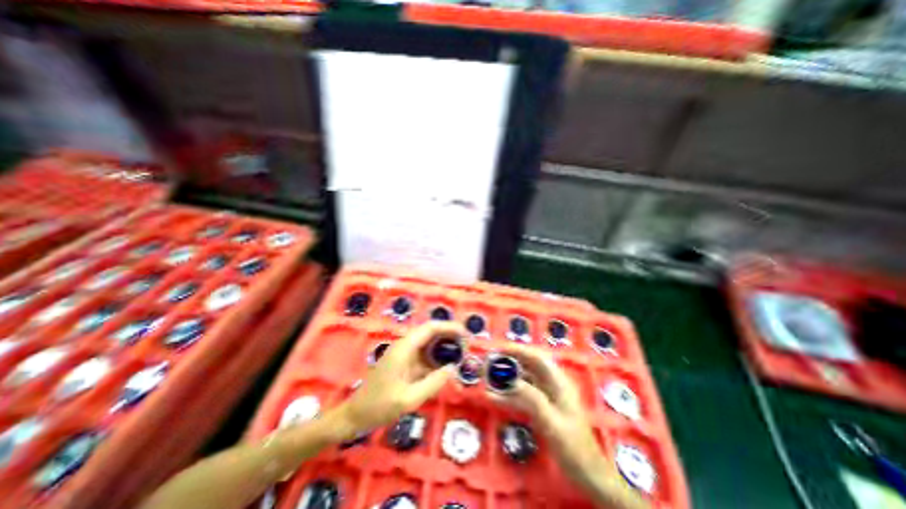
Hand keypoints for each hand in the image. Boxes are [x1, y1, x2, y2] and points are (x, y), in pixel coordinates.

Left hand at [338, 322, 466, 436]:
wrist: (354, 415)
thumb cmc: (378, 407)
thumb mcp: (408, 399)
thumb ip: (432, 383)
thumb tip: (453, 368)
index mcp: (404, 348)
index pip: (430, 328)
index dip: (449, 327)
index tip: (465, 334)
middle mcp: (405, 346)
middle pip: (430, 332)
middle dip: (449, 335)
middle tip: (467, 344)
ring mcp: (404, 354)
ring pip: (428, 343)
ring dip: (444, 346)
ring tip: (461, 353)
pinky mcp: (404, 363)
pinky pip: (423, 355)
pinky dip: (436, 358)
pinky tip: (446, 366)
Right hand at [489, 342, 599, 476]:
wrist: (588, 475)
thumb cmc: (573, 447)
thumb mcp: (552, 422)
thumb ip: (532, 399)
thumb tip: (510, 380)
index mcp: (558, 382)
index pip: (536, 358)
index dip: (518, 351)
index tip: (499, 350)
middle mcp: (552, 385)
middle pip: (528, 366)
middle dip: (509, 362)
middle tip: (489, 363)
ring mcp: (547, 397)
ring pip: (523, 380)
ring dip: (506, 378)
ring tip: (488, 377)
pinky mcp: (542, 408)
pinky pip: (522, 395)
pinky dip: (508, 394)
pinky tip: (494, 397)